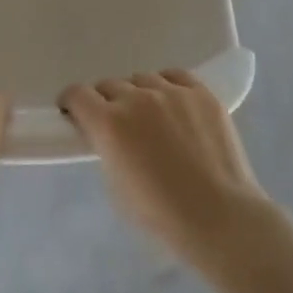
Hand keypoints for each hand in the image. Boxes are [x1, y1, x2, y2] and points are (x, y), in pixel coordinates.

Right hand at [60, 69, 270, 264]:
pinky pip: (175, 76)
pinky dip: (167, 87)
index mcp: (109, 123)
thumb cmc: (161, 214)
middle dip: (106, 103)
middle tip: (117, 126)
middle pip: (109, 85)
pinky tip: (174, 105)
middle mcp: (136, 99)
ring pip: (142, 80)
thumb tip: (105, 134)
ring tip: (152, 119)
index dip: (72, 103)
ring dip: (138, 95)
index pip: (77, 94)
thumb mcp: (115, 184)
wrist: (219, 216)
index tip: (75, 114)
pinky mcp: (201, 93)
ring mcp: (172, 92)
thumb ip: (105, 147)